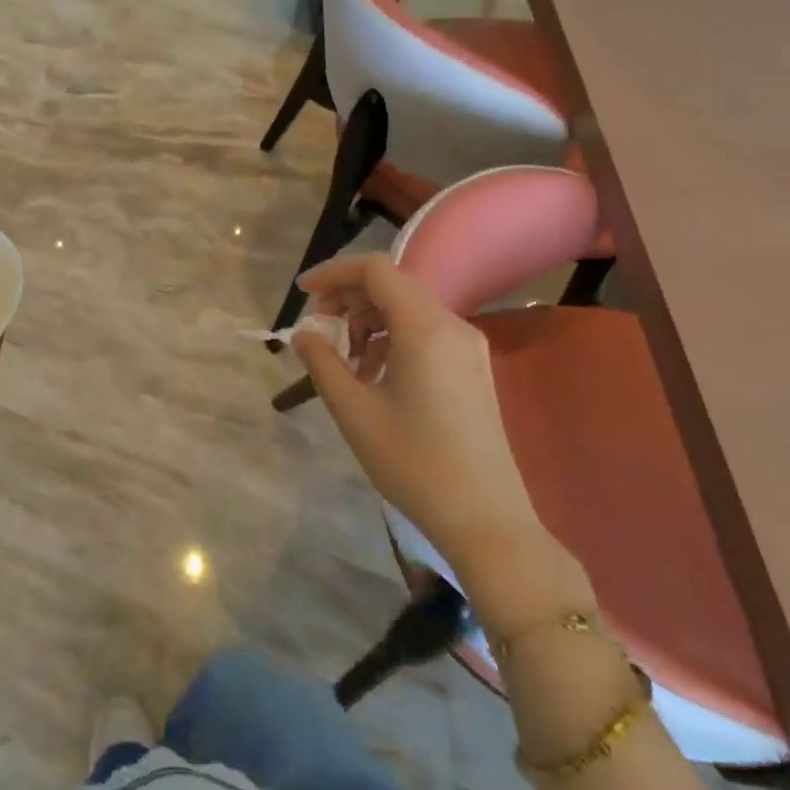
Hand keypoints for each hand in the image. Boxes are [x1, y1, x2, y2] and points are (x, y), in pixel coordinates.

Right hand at [292, 253, 541, 554]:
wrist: (486, 520)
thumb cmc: (414, 463)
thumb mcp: (354, 411)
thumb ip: (322, 362)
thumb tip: (304, 333)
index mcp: (425, 328)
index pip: (375, 270)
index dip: (333, 273)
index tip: (302, 294)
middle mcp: (452, 325)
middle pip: (392, 285)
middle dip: (348, 298)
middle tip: (319, 329)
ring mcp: (468, 346)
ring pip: (408, 308)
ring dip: (369, 320)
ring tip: (344, 360)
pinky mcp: (473, 367)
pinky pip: (425, 332)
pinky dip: (392, 338)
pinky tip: (374, 375)